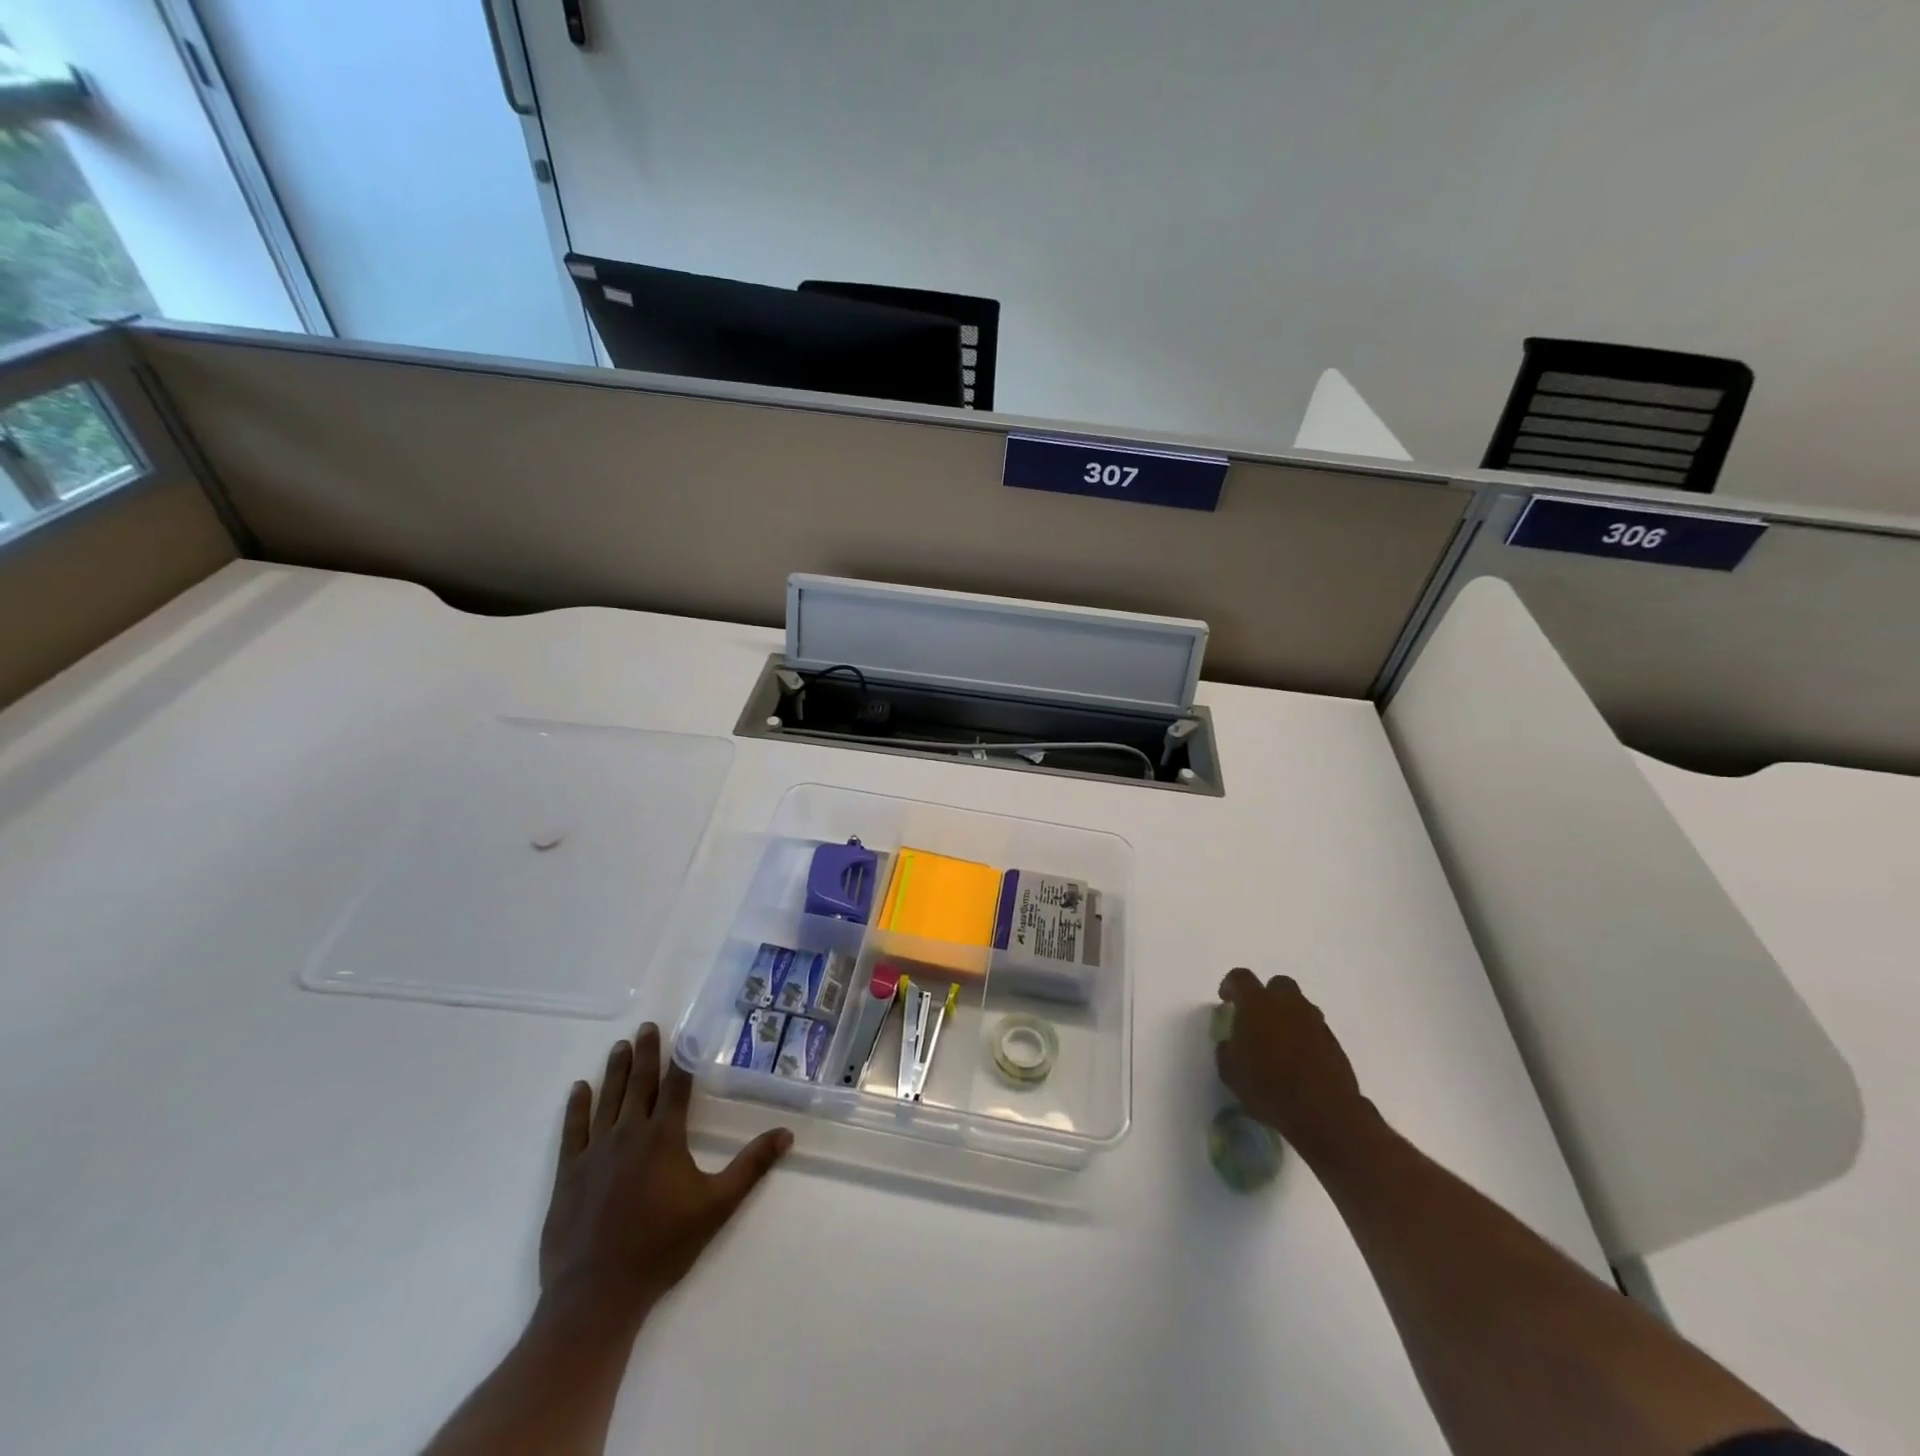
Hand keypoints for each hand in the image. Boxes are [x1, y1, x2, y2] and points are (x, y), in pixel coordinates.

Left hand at [538, 1022, 791, 1334]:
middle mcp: (629, 1134)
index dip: (681, 1059)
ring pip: (607, 1099)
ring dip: (616, 1071)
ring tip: (620, 1046)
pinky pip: (572, 1130)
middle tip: (647, 1027)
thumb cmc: (661, 1248)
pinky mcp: (568, 1174)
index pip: (675, 1087)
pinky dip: (576, 1106)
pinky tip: (579, 1088)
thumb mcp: (716, 1207)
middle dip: (646, 1053)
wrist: (596, 1294)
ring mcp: (594, 1152)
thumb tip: (786, 1133)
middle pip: (639, 1084)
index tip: (683, 1033)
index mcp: (664, 1137)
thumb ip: (750, 1167)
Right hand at [1214, 969, 1374, 1161]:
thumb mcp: (1230, 1071)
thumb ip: (1227, 1050)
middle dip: (1267, 996)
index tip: (1226, 999)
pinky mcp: (1334, 1043)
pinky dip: (1305, 1037)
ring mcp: (1315, 1021)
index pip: (1240, 978)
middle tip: (1257, 1018)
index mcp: (1256, 1003)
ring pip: (1300, 1006)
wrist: (1323, 1111)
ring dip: (1288, 1016)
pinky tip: (1298, 1060)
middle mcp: (1287, 1003)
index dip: (1230, 985)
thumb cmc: (1268, 1086)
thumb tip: (1231, 1044)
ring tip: (1279, 1041)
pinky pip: (1315, 1029)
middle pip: (1278, 984)